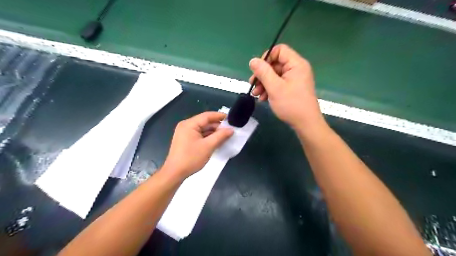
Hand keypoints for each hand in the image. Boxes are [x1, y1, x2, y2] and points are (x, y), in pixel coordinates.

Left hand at [162, 112, 232, 179]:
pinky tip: (217, 140)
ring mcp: (185, 133)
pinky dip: (208, 137)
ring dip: (213, 132)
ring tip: (226, 135)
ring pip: (202, 129)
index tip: (231, 119)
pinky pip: (199, 134)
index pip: (207, 116)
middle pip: (205, 122)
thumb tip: (231, 129)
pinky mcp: (186, 140)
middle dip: (217, 126)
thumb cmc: (191, 158)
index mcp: (189, 124)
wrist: (175, 173)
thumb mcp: (208, 146)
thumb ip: (221, 136)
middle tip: (230, 129)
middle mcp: (186, 125)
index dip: (220, 116)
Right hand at [249, 44, 323, 130]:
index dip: (266, 58)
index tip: (257, 70)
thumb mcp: (274, 87)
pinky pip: (279, 84)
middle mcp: (296, 69)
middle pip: (275, 64)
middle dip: (262, 75)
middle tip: (253, 85)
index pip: (279, 50)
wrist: (306, 124)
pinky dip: (270, 89)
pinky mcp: (293, 88)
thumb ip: (263, 72)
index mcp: (296, 64)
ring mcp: (295, 79)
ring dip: (264, 84)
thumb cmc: (291, 104)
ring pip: (275, 75)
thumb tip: (253, 60)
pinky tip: (263, 99)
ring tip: (256, 95)